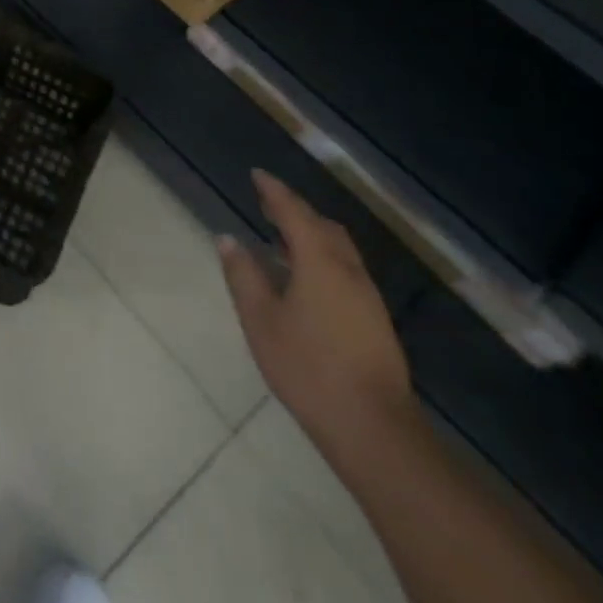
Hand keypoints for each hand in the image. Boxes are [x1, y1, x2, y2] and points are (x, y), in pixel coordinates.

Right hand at [218, 169, 416, 456]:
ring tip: (281, 238)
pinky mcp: (374, 320)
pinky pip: (345, 269)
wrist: (374, 428)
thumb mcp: (261, 320)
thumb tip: (229, 239)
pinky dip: (322, 257)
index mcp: (319, 262)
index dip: (274, 191)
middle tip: (267, 204)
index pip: (294, 213)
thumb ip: (243, 275)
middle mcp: (348, 270)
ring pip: (338, 249)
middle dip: (295, 210)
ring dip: (310, 234)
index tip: (257, 175)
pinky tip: (303, 277)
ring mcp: (367, 297)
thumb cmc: (308, 368)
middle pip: (323, 226)